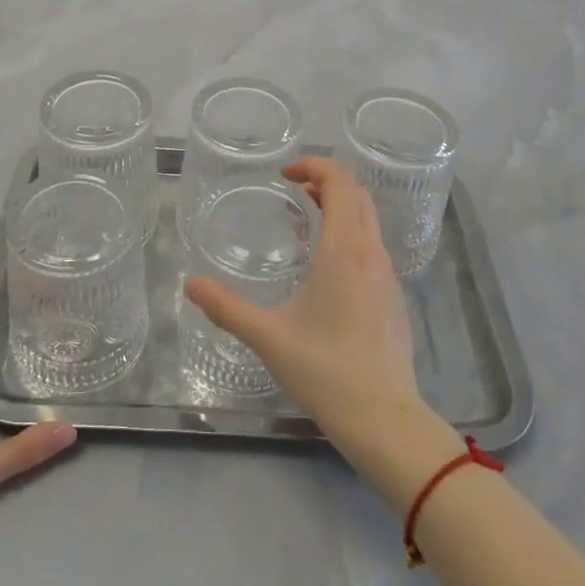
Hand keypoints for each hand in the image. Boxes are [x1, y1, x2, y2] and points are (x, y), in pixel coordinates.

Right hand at [184, 157, 419, 445]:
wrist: (386, 420)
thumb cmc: (326, 371)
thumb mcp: (268, 337)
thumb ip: (226, 308)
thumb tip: (190, 284)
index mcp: (343, 250)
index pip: (339, 181)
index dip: (313, 165)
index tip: (284, 174)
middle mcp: (371, 253)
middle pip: (357, 193)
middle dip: (326, 181)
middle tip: (294, 191)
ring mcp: (388, 275)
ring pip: (369, 219)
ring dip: (341, 206)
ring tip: (308, 221)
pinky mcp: (394, 297)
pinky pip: (374, 245)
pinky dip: (351, 233)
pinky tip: (328, 267)